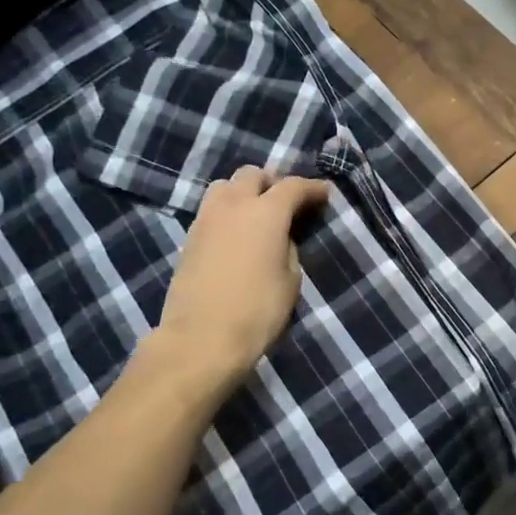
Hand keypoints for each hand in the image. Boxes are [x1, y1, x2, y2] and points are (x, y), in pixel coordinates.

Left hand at [150, 165, 329, 383]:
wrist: (202, 339)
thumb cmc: (258, 311)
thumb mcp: (291, 280)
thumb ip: (289, 248)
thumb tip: (281, 237)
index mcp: (265, 213)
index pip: (293, 186)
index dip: (312, 188)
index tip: (325, 194)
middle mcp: (233, 206)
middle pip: (252, 174)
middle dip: (274, 182)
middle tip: (289, 202)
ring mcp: (206, 220)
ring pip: (225, 186)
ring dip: (245, 191)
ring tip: (260, 213)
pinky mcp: (190, 238)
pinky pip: (212, 209)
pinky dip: (229, 211)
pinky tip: (239, 232)